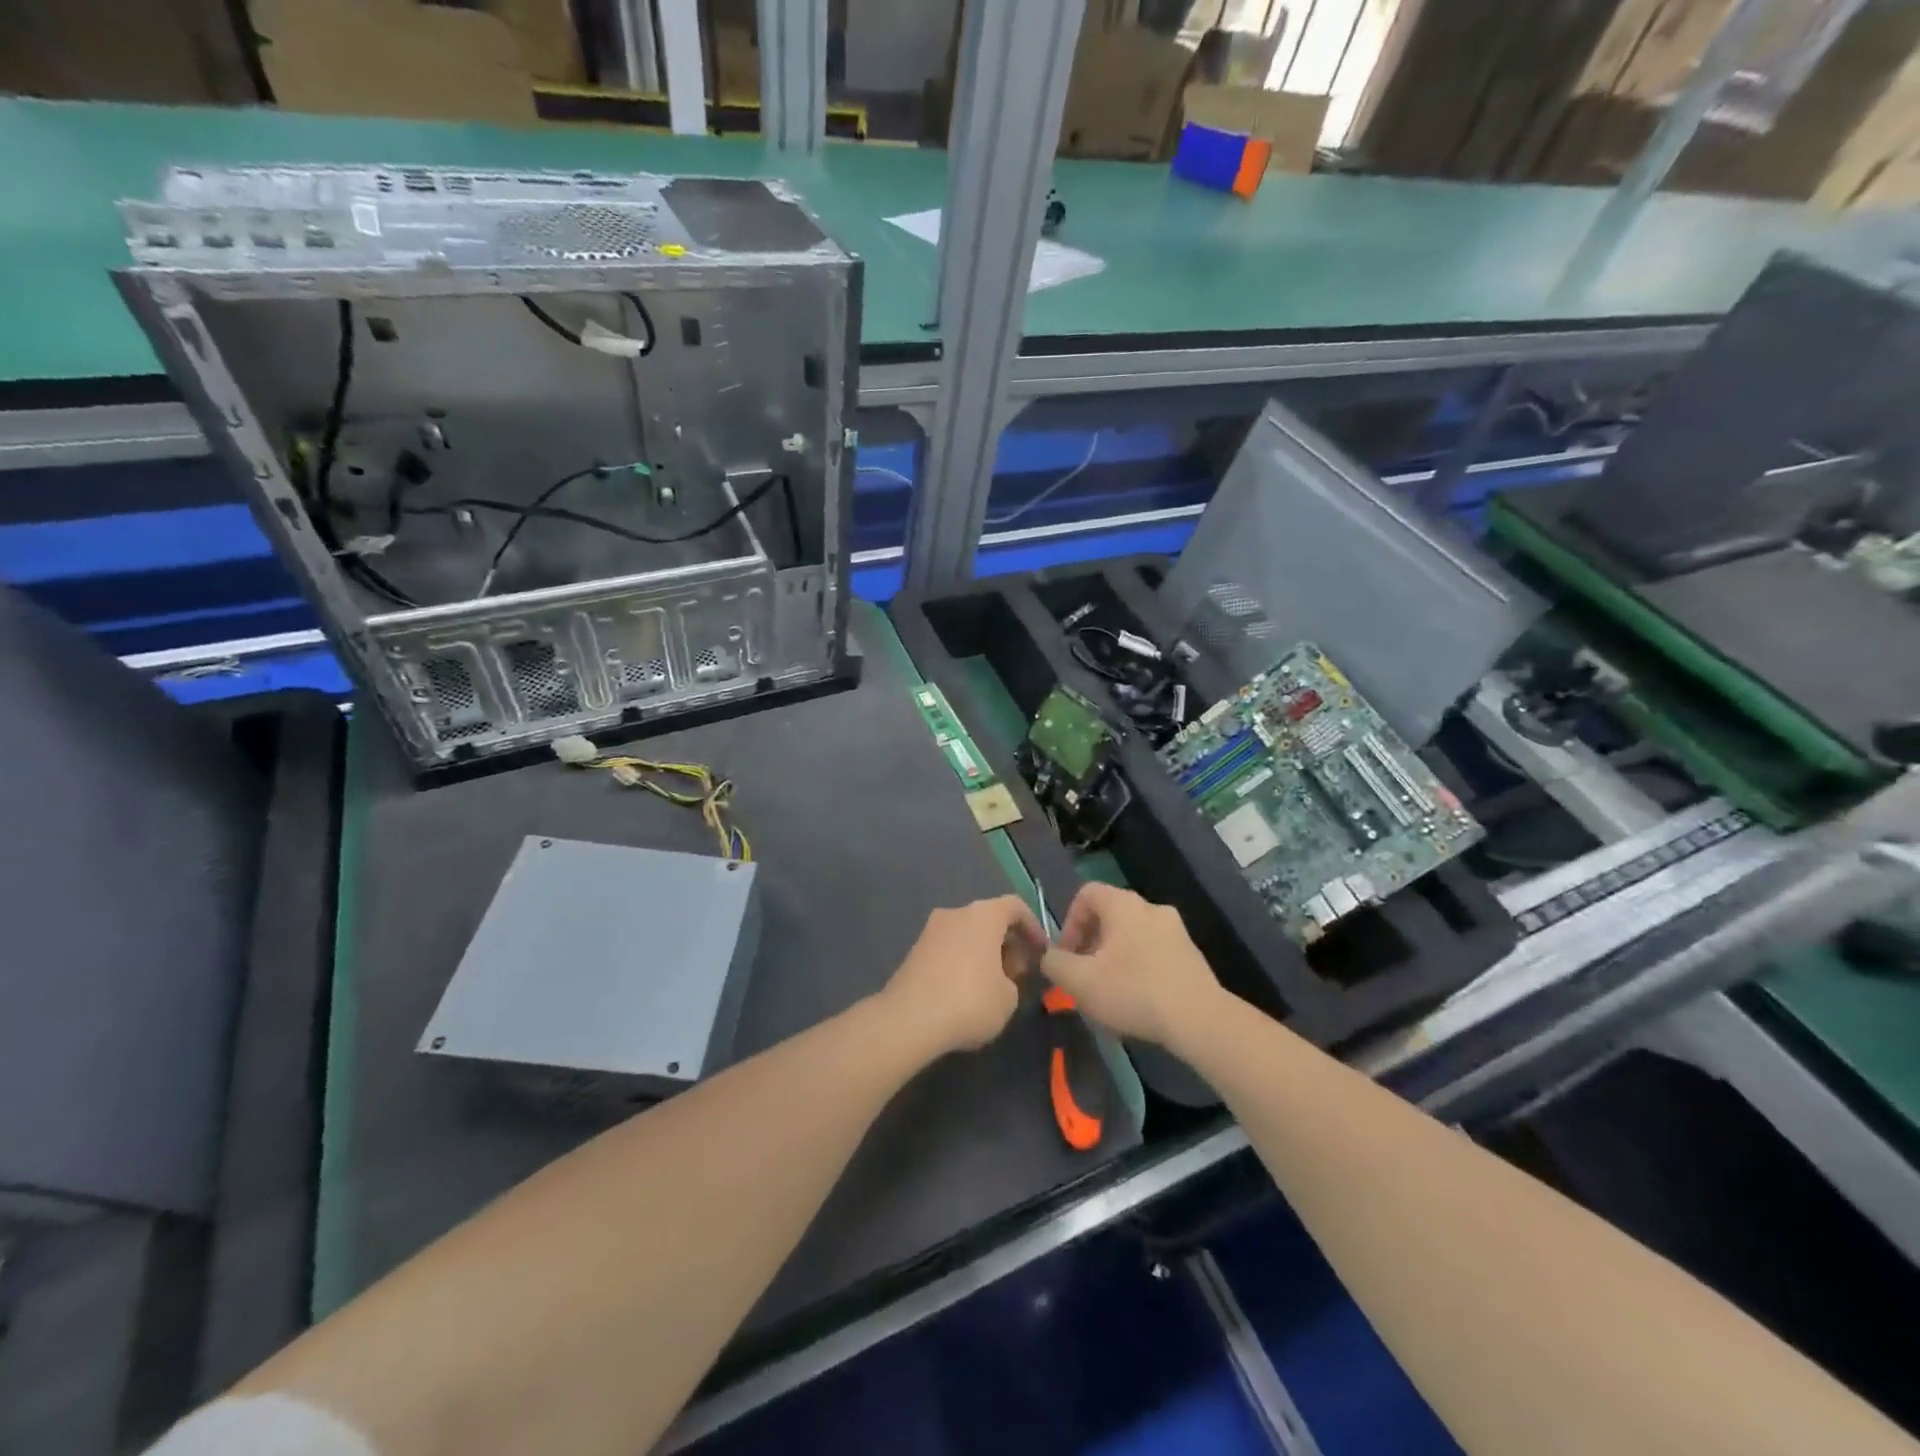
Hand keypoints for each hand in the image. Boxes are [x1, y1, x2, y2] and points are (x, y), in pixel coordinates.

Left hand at [880, 896, 1045, 1055]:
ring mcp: (930, 930)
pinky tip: (965, 994)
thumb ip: (1012, 981)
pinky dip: (962, 963)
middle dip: (1007, 944)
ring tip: (992, 988)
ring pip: (967, 935)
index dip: (1032, 927)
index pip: (1015, 906)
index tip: (1040, 952)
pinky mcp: (914, 951)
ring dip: (984, 954)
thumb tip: (1000, 978)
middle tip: (1016, 975)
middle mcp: (955, 913)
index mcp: (983, 915)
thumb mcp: (1009, 998)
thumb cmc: (969, 1001)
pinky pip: (948, 950)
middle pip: (989, 920)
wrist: (908, 1019)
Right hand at [1041, 884, 1220, 1046]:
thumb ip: (1055, 964)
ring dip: (1114, 959)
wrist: (1199, 1020)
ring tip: (1108, 993)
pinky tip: (1137, 1002)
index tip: (1067, 955)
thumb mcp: (1079, 981)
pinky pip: (1154, 954)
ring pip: (1132, 937)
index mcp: (1124, 905)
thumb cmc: (1133, 991)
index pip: (1087, 894)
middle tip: (1083, 976)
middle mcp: (1152, 909)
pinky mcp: (1192, 956)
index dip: (1069, 921)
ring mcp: (1176, 931)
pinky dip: (1139, 970)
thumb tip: (1050, 957)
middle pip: (1110, 916)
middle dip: (1091, 945)